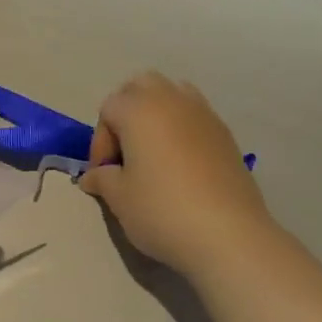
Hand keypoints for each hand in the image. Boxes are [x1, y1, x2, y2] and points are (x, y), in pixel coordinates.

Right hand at [80, 73, 273, 277]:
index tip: (103, 174)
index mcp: (140, 110)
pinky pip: (195, 117)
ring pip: (173, 95)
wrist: (227, 235)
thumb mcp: (119, 198)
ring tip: (152, 154)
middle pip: (142, 86)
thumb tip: (93, 176)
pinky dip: (181, 130)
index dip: (99, 141)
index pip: (108, 108)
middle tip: (124, 152)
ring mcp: (204, 115)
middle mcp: (172, 101)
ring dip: (156, 115)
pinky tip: (180, 167)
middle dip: (127, 112)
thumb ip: (102, 179)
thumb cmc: (162, 210)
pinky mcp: (226, 135)